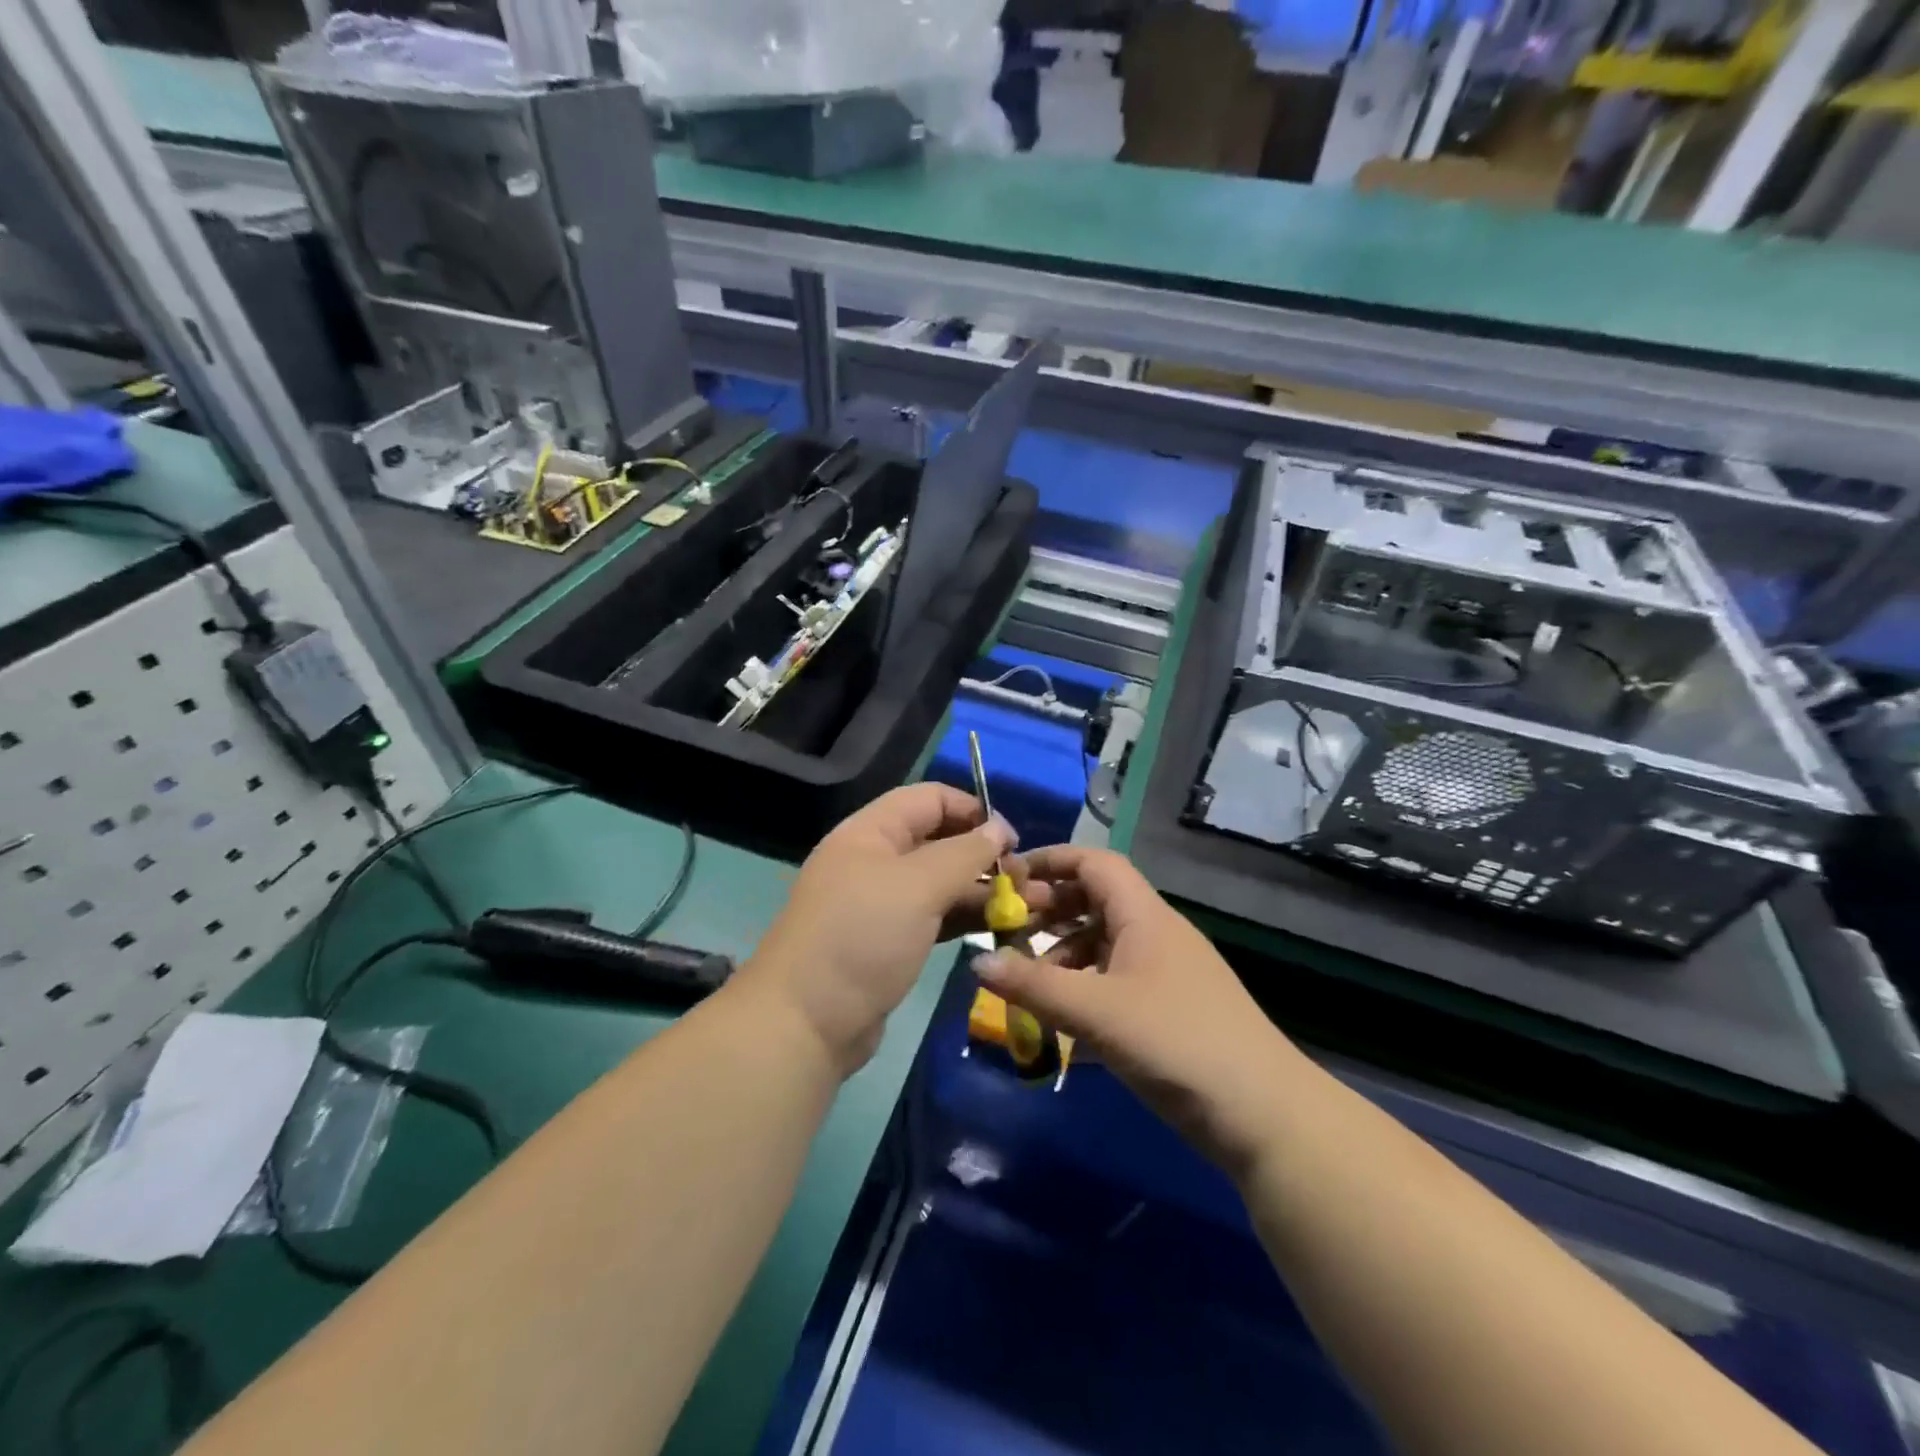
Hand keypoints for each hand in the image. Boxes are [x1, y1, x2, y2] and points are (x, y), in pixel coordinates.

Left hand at [745, 784, 1019, 1076]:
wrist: (805, 1023)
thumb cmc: (862, 937)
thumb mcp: (917, 886)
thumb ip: (964, 853)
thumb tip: (1000, 827)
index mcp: (871, 832)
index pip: (930, 799)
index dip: (973, 810)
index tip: (1012, 839)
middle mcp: (875, 860)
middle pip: (939, 841)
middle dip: (984, 855)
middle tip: (1026, 881)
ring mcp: (882, 904)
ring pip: (941, 883)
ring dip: (982, 890)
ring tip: (1028, 906)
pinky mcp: (890, 942)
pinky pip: (935, 917)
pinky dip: (965, 918)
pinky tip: (1000, 927)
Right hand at [973, 846, 1300, 1177]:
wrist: (1262, 1115)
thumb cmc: (1175, 1042)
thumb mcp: (1096, 1011)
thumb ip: (1033, 985)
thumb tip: (977, 960)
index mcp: (1144, 915)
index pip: (1094, 863)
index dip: (1050, 861)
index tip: (1007, 878)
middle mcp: (1155, 934)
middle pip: (1095, 901)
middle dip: (1049, 911)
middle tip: (1008, 933)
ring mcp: (1165, 973)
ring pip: (1103, 945)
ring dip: (1063, 956)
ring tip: (1028, 983)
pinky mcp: (1169, 1010)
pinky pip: (1114, 982)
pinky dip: (1083, 990)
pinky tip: (1060, 1023)